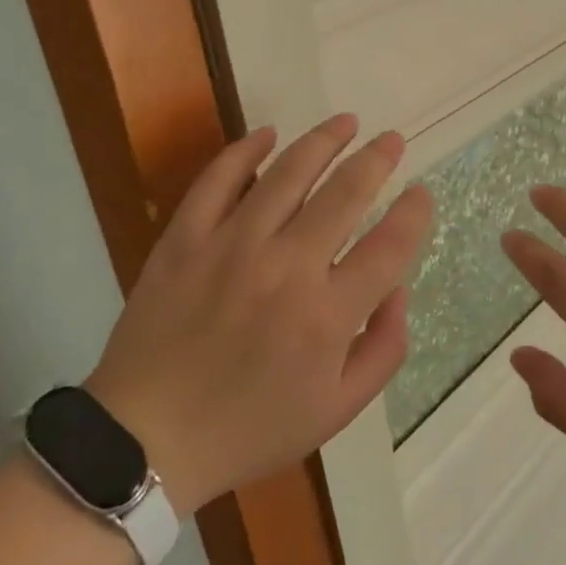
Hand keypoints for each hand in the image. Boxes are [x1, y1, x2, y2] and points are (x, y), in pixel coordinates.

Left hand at [86, 115, 432, 515]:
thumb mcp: (337, 410)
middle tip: (391, 140)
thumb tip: (397, 288)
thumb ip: (384, 349)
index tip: (420, 193)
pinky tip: (266, 133)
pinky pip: (217, 179)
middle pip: (346, 193)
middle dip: (377, 159)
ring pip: (288, 173)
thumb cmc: (250, 429)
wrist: (144, 441)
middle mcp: (286, 269)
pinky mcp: (185, 239)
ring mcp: (231, 247)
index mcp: (327, 316)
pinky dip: (243, 150)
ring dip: (324, 140)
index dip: (413, 213)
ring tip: (346, 122)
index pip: (389, 245)